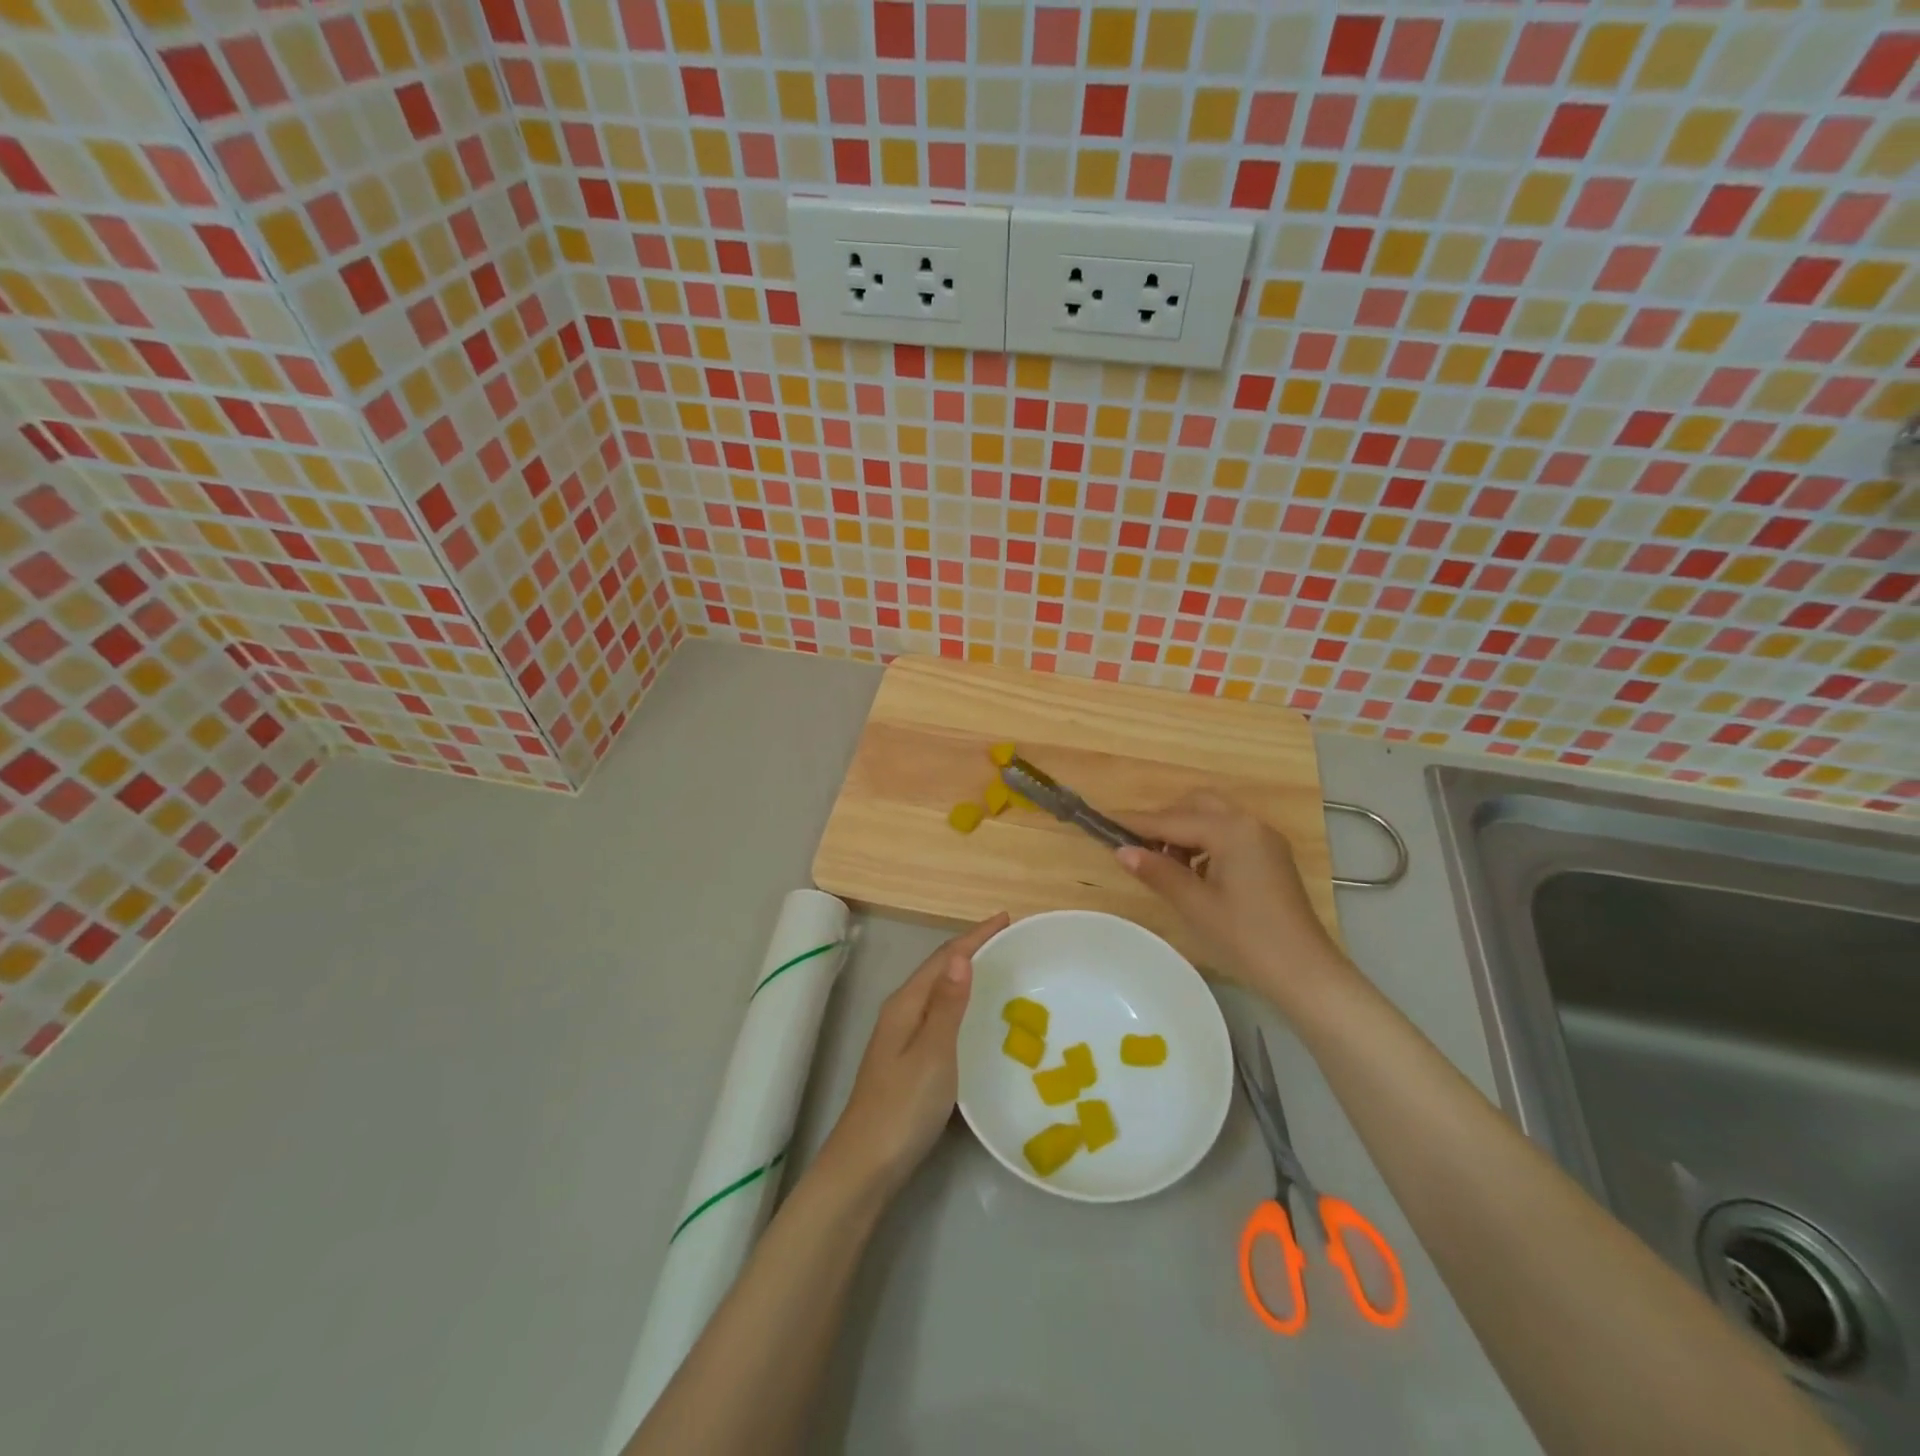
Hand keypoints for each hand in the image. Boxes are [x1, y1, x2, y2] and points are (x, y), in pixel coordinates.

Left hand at [819, 913, 1009, 1200]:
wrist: (865, 1167)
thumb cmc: (903, 1108)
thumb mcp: (932, 1053)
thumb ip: (947, 1005)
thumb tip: (961, 954)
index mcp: (906, 1004)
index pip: (944, 958)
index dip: (975, 936)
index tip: (1006, 919)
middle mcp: (901, 1013)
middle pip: (939, 970)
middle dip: (971, 950)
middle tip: (1009, 941)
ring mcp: (901, 1039)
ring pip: (939, 994)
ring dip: (966, 976)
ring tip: (999, 970)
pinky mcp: (908, 1062)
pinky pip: (940, 1017)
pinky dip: (961, 1005)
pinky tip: (976, 1019)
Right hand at [1117, 792, 1348, 1008]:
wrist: (1305, 974)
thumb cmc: (1246, 938)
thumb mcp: (1195, 905)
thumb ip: (1157, 872)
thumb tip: (1122, 851)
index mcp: (1231, 830)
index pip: (1173, 819)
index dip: (1137, 823)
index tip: (1105, 822)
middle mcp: (1250, 824)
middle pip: (1196, 805)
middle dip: (1165, 821)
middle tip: (1140, 849)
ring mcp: (1264, 840)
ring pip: (1214, 818)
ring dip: (1185, 833)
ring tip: (1165, 867)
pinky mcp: (1271, 858)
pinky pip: (1229, 835)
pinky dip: (1205, 844)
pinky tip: (1194, 874)